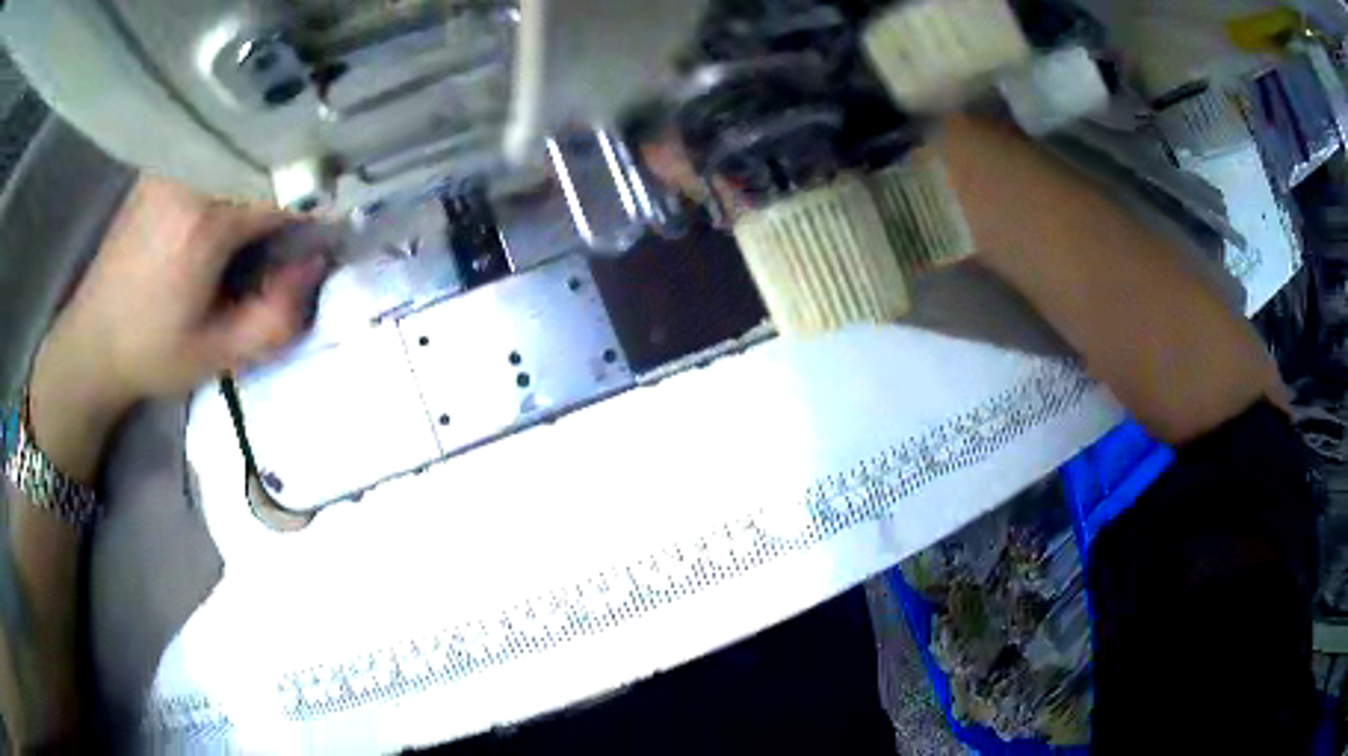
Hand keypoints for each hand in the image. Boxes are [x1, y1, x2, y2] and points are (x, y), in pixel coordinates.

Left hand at [27, 177, 326, 480]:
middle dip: (301, 171)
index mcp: (204, 222)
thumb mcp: (217, 357)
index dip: (322, 198)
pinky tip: (245, 182)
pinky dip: (244, 158)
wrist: (90, 341)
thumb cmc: (150, 354)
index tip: (342, 217)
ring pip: (244, 142)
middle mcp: (190, 175)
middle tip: (318, 200)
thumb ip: (276, 318)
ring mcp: (174, 163)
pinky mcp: (164, 164)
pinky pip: (219, 147)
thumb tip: (316, 263)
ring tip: (285, 189)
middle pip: (268, 152)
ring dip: (272, 161)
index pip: (285, 186)